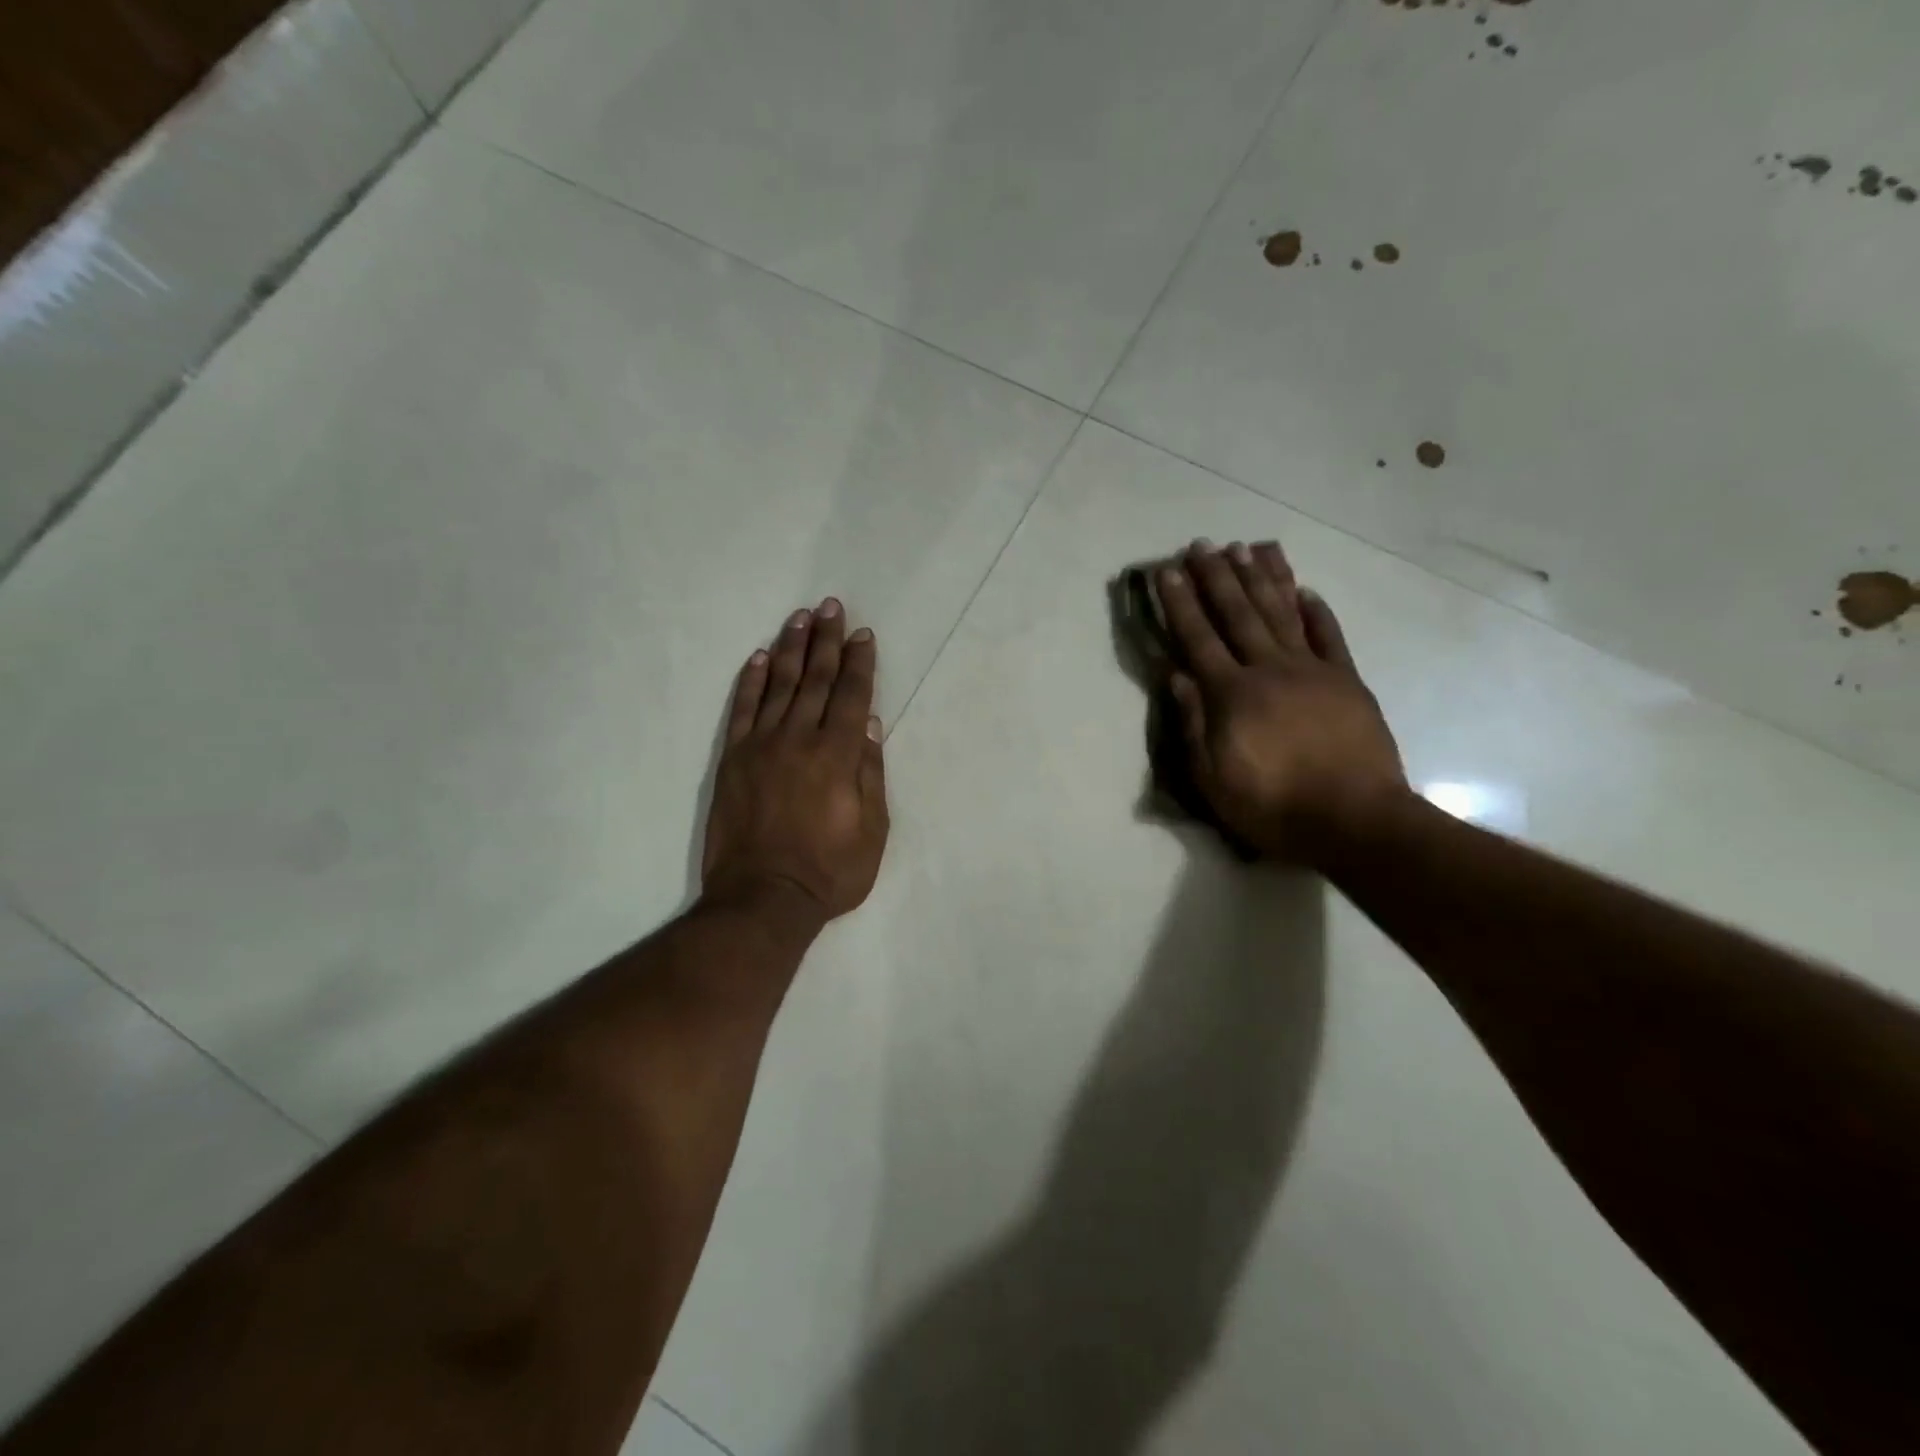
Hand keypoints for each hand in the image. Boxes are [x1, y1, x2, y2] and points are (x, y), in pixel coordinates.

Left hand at [702, 599, 889, 922]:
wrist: (763, 898)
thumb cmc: (830, 871)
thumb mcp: (873, 831)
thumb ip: (871, 773)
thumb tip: (869, 723)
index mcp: (838, 755)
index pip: (852, 695)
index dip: (860, 663)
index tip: (864, 635)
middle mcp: (799, 739)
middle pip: (816, 679)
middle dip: (827, 640)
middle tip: (832, 607)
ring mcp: (761, 746)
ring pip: (780, 685)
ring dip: (791, 648)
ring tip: (800, 617)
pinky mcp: (733, 759)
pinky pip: (743, 709)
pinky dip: (752, 681)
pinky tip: (761, 658)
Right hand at [1156, 540, 1407, 861]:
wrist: (1355, 821)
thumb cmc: (1273, 807)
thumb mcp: (1213, 779)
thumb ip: (1193, 724)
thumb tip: (1176, 676)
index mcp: (1232, 695)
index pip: (1198, 639)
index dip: (1180, 603)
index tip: (1166, 572)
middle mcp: (1269, 670)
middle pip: (1238, 614)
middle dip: (1216, 577)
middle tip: (1201, 545)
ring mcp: (1312, 671)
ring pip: (1282, 613)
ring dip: (1262, 578)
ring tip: (1247, 547)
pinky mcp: (1347, 681)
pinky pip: (1329, 637)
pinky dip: (1316, 611)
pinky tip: (1304, 590)